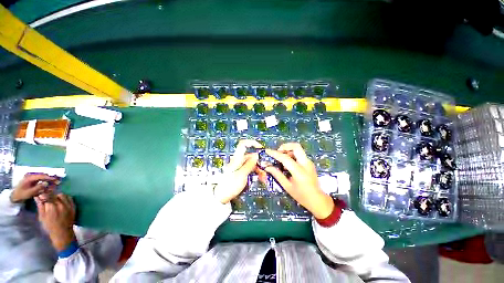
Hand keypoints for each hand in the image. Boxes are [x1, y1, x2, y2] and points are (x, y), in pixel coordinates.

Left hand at [10, 174, 58, 202]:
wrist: (15, 196)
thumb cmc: (21, 194)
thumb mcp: (29, 192)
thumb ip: (38, 188)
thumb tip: (47, 183)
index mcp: (30, 177)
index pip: (42, 176)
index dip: (49, 177)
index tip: (56, 180)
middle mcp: (31, 175)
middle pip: (43, 176)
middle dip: (50, 178)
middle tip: (58, 182)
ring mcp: (32, 178)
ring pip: (42, 178)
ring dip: (49, 181)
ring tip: (55, 184)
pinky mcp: (32, 180)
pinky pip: (40, 180)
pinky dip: (45, 182)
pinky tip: (49, 185)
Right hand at [35, 194, 75, 251]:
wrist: (63, 233)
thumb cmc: (50, 227)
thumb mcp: (42, 217)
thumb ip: (40, 206)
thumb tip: (37, 196)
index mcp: (52, 208)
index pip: (47, 196)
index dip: (43, 194)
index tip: (40, 193)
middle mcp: (61, 205)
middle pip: (54, 195)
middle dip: (49, 194)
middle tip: (46, 196)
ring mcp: (68, 205)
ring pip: (62, 195)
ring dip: (57, 196)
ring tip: (53, 199)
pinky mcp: (73, 207)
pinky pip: (69, 198)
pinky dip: (64, 197)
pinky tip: (60, 200)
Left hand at [213, 139, 262, 203]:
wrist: (221, 196)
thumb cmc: (230, 185)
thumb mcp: (242, 175)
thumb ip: (249, 164)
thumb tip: (256, 155)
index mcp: (237, 159)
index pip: (243, 144)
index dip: (251, 143)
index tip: (260, 147)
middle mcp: (238, 161)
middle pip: (251, 156)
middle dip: (259, 162)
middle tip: (265, 170)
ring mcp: (240, 167)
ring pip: (252, 164)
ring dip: (259, 169)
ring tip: (264, 177)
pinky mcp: (241, 172)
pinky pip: (250, 169)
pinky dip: (256, 173)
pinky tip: (260, 178)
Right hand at [264, 143, 334, 218]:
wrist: (317, 200)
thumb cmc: (301, 195)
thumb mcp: (287, 186)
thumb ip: (277, 174)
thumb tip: (267, 167)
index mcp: (299, 171)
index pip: (285, 158)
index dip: (274, 153)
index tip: (267, 151)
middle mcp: (305, 163)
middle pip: (295, 146)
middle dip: (285, 146)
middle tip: (278, 152)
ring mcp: (309, 162)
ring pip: (297, 149)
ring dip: (288, 150)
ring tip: (281, 159)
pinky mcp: (309, 162)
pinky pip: (299, 154)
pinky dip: (291, 154)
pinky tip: (287, 163)